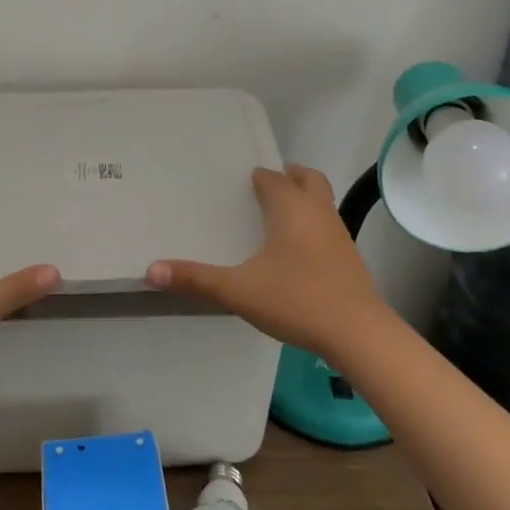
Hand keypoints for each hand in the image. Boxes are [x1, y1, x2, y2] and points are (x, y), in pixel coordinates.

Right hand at [145, 164, 394, 364]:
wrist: (358, 333)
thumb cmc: (297, 299)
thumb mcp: (239, 291)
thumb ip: (196, 279)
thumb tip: (151, 270)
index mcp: (291, 208)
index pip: (273, 178)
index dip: (258, 177)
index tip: (243, 181)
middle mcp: (317, 212)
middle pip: (308, 179)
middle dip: (290, 176)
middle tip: (267, 185)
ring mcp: (338, 234)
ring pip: (322, 202)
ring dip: (305, 200)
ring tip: (280, 216)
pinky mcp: (349, 258)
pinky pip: (329, 227)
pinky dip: (314, 225)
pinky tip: (299, 252)